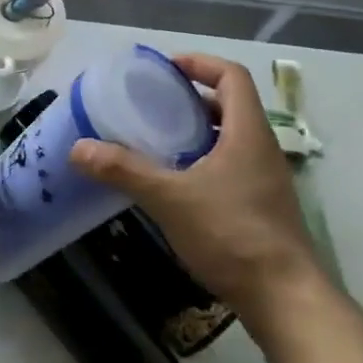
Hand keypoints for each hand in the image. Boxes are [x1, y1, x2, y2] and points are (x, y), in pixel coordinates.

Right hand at [70, 53, 321, 337]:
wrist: (284, 298)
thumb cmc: (232, 235)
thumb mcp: (170, 198)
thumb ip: (125, 170)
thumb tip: (78, 149)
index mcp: (248, 133)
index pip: (232, 76)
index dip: (201, 63)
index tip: (167, 68)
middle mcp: (262, 149)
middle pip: (232, 105)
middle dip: (194, 99)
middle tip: (155, 106)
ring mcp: (267, 180)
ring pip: (232, 139)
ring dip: (199, 132)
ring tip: (160, 142)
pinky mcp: (264, 208)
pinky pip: (233, 167)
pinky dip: (206, 162)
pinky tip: (178, 186)